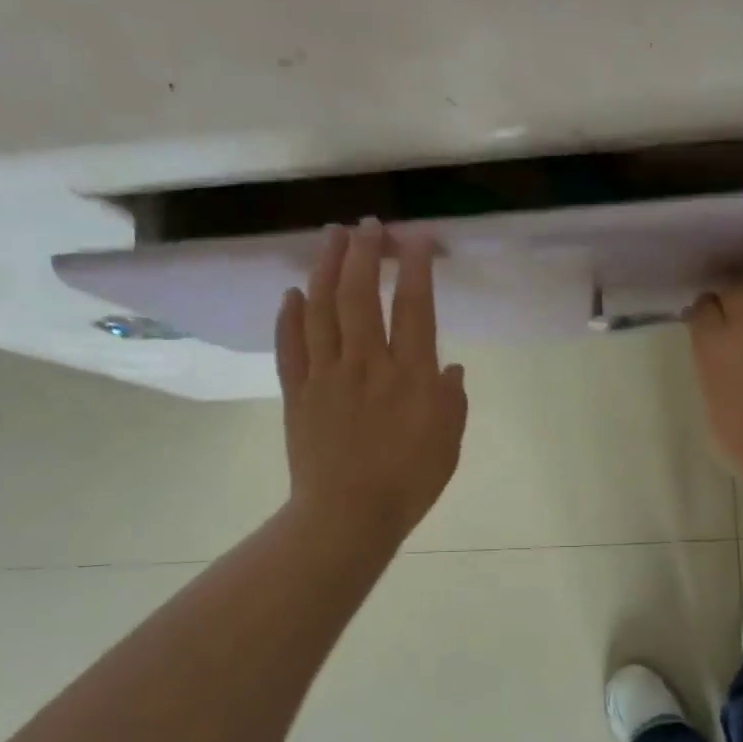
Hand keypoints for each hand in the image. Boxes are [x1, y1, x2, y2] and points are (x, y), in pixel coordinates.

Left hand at [275, 221, 467, 542]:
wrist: (348, 515)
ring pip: (322, 310)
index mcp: (410, 375)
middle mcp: (366, 364)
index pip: (414, 307)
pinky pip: (290, 347)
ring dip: (326, 268)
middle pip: (361, 296)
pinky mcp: (298, 393)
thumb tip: (450, 366)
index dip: (416, 268)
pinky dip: (290, 317)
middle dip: (365, 254)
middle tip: (368, 225)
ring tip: (331, 238)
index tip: (416, 239)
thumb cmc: (409, 482)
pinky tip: (292, 293)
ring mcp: (326, 376)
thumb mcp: (449, 442)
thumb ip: (451, 399)